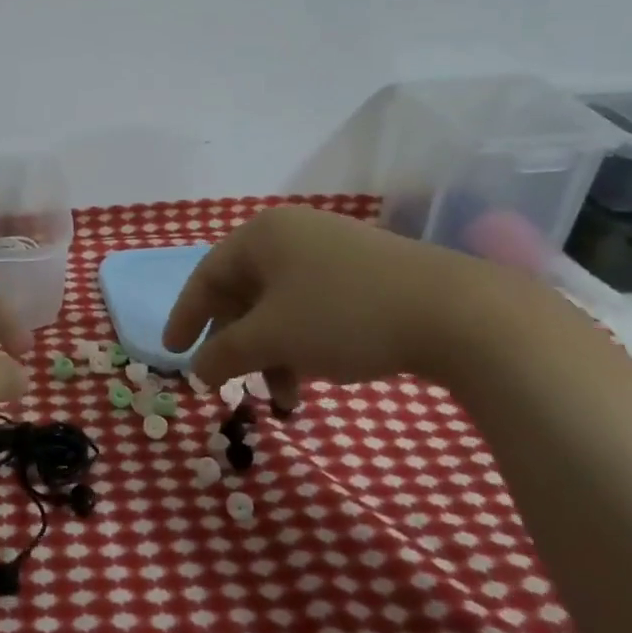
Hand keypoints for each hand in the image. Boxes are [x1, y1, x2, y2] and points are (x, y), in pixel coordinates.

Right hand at [163, 205, 506, 404]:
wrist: (459, 314)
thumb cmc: (344, 316)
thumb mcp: (272, 339)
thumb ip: (224, 354)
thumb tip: (197, 370)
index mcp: (262, 236)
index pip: (206, 277)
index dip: (186, 318)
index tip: (172, 354)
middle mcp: (293, 235)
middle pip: (244, 293)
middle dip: (237, 345)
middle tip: (232, 383)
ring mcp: (333, 251)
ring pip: (281, 306)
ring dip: (273, 353)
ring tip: (285, 398)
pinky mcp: (367, 273)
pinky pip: (314, 307)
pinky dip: (304, 343)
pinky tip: (317, 376)